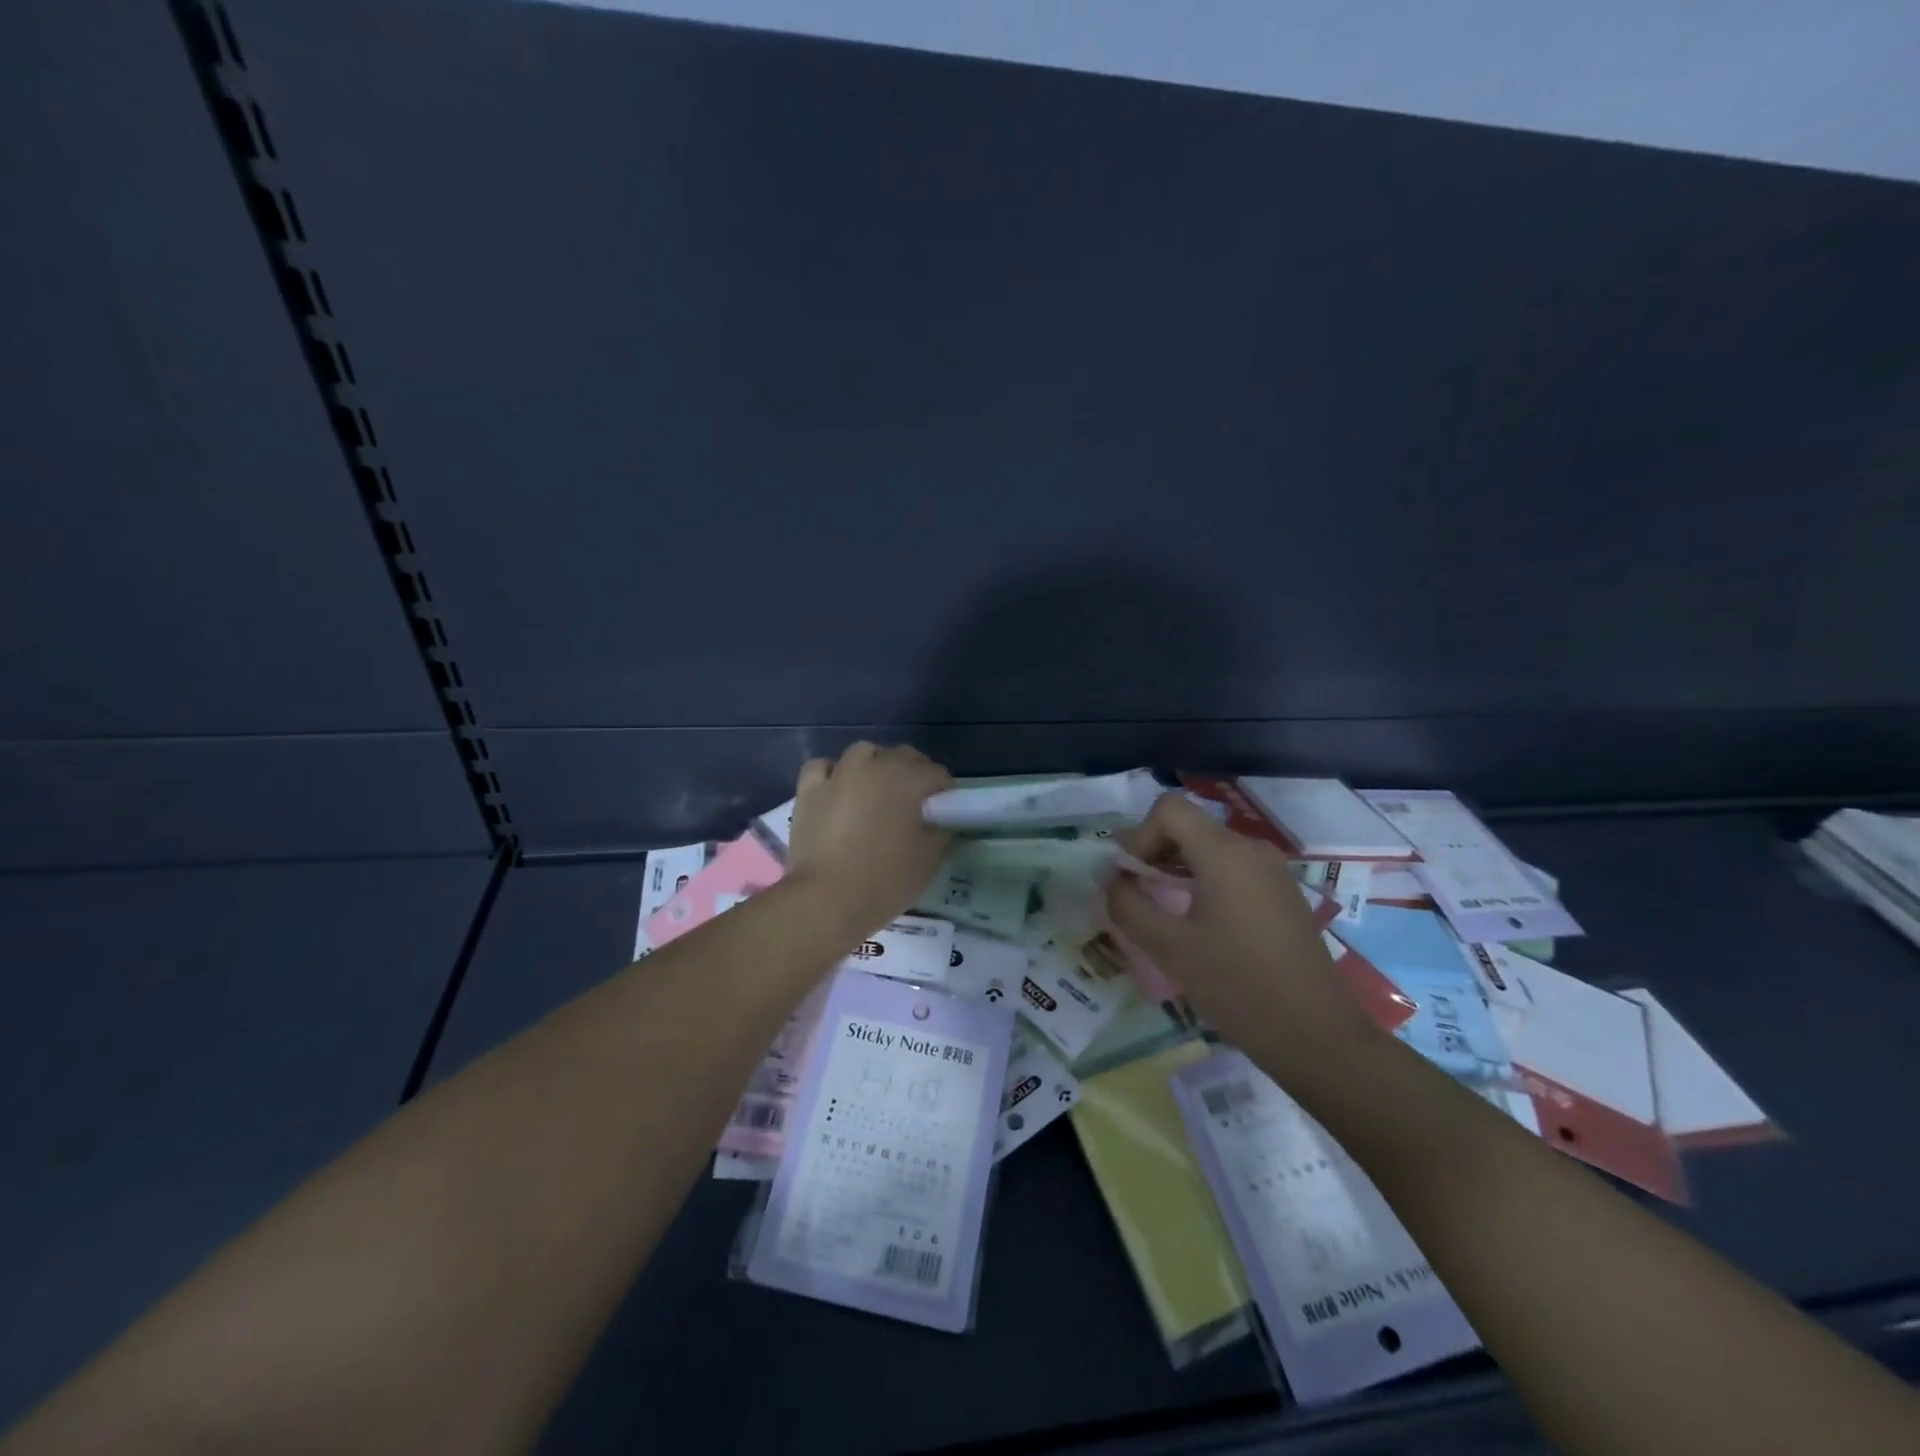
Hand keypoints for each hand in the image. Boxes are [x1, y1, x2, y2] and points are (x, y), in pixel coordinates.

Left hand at [785, 743, 954, 938]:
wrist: (826, 899)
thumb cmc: (885, 880)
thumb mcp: (930, 860)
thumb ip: (944, 832)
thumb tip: (945, 821)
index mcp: (908, 779)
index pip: (937, 774)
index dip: (944, 793)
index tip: (944, 814)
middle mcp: (874, 765)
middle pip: (902, 756)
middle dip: (913, 774)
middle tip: (913, 806)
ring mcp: (839, 774)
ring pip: (863, 752)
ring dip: (875, 765)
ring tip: (876, 792)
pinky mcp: (809, 789)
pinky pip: (823, 766)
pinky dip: (833, 773)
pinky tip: (837, 790)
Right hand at [1107, 793, 1381, 1079]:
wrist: (1317, 1036)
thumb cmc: (1238, 987)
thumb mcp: (1170, 948)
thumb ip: (1129, 907)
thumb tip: (1112, 882)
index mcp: (1225, 853)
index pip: (1168, 809)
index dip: (1139, 836)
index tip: (1130, 878)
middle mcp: (1251, 850)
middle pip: (1188, 826)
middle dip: (1153, 852)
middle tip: (1133, 894)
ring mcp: (1272, 871)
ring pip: (1209, 848)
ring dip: (1175, 868)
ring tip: (1159, 909)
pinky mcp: (1282, 894)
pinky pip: (1232, 869)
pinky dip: (1203, 881)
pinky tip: (1197, 924)